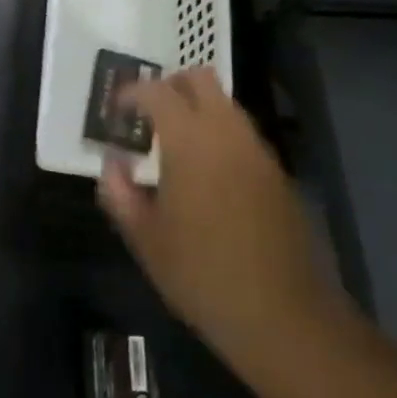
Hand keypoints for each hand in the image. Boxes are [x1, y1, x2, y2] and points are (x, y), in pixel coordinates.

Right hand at [97, 69, 345, 371]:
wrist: (284, 317)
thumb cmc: (201, 275)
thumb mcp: (145, 238)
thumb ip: (120, 192)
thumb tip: (112, 164)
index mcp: (190, 143)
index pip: (157, 92)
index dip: (131, 94)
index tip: (116, 112)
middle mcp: (228, 135)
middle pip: (202, 80)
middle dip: (170, 86)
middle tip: (147, 115)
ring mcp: (259, 154)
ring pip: (227, 105)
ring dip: (198, 110)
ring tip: (173, 145)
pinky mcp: (279, 176)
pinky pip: (243, 136)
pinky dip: (219, 136)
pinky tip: (205, 174)